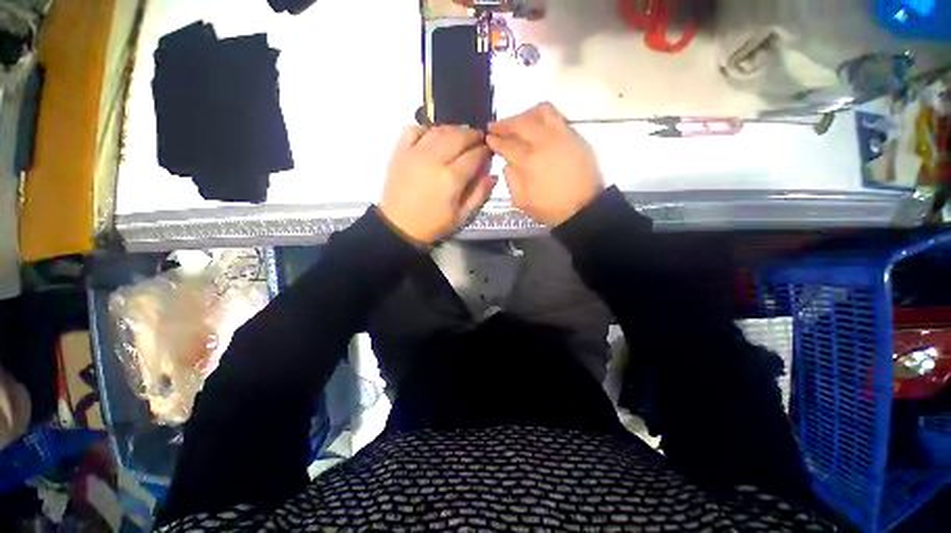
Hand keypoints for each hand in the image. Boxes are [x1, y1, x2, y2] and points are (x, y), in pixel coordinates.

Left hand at [380, 125, 495, 243]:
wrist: (398, 226)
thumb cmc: (432, 224)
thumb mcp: (461, 217)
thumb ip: (479, 195)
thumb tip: (492, 175)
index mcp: (451, 179)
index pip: (474, 155)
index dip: (485, 151)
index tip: (488, 151)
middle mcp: (434, 160)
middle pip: (458, 136)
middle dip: (473, 135)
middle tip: (478, 138)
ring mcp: (415, 153)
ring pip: (439, 130)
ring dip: (453, 129)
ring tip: (460, 135)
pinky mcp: (400, 151)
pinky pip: (414, 129)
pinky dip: (426, 129)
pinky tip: (432, 136)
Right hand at [487, 103, 604, 226]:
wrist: (583, 206)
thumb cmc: (550, 208)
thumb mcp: (522, 202)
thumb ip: (511, 181)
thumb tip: (507, 164)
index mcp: (528, 162)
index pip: (506, 144)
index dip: (495, 140)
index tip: (487, 137)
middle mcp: (543, 143)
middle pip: (520, 123)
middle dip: (504, 123)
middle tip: (495, 126)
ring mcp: (560, 136)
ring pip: (540, 112)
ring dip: (524, 114)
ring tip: (518, 122)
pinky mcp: (574, 135)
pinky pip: (557, 116)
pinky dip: (543, 116)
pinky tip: (538, 124)